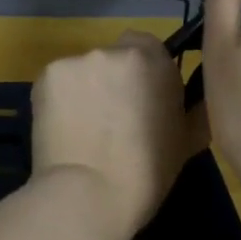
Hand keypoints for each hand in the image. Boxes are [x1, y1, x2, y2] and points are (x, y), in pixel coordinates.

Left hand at [31, 31, 208, 239]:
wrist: (89, 194)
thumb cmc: (147, 172)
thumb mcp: (188, 140)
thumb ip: (193, 108)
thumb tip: (194, 99)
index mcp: (153, 61)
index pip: (147, 45)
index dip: (144, 71)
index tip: (142, 98)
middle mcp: (113, 52)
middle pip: (113, 57)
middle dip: (113, 80)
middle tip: (112, 118)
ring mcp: (75, 61)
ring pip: (83, 70)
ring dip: (85, 90)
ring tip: (84, 129)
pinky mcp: (45, 77)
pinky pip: (57, 83)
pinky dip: (60, 100)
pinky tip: (63, 129)